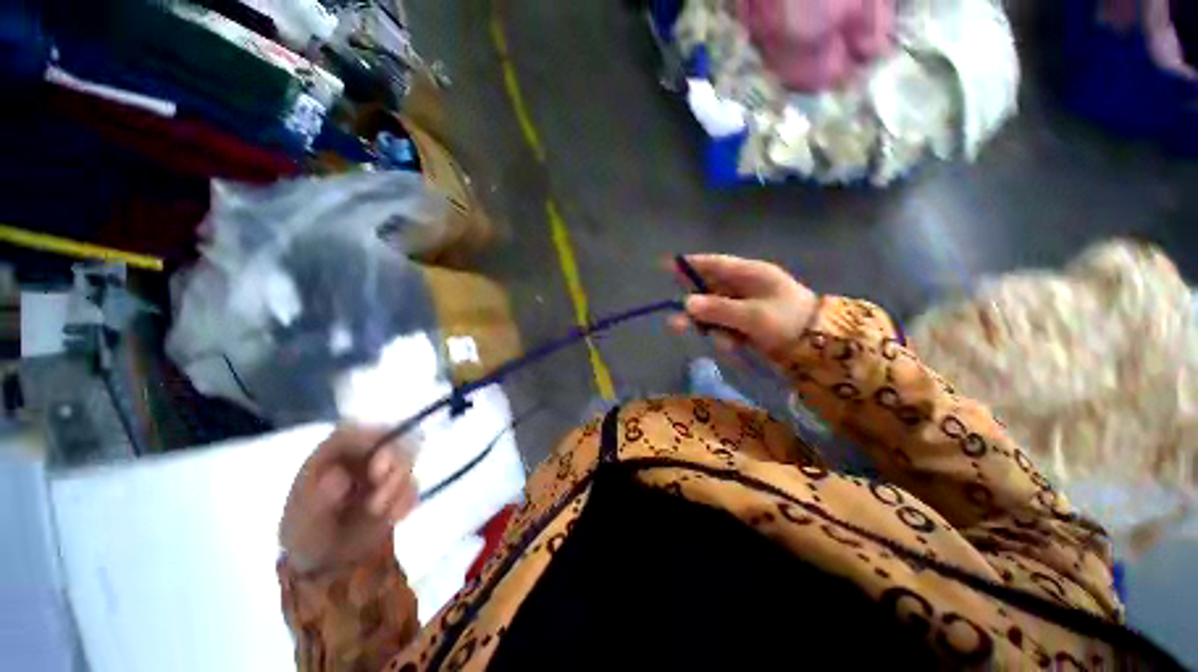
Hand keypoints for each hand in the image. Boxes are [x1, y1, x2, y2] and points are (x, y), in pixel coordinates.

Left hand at [280, 426, 418, 574]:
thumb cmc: (307, 535)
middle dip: (394, 458)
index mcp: (332, 453)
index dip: (370, 437)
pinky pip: (414, 484)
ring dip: (399, 482)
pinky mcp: (400, 486)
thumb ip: (317, 500)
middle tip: (382, 481)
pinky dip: (408, 499)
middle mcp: (361, 454)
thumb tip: (337, 476)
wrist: (327, 563)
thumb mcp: (301, 523)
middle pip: (390, 437)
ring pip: (408, 457)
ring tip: (380, 511)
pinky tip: (395, 517)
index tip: (378, 460)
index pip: (353, 430)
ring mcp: (384, 469)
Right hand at [669, 254, 818, 355]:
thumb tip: (686, 303)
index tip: (666, 265)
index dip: (689, 265)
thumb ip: (718, 309)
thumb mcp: (753, 315)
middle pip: (707, 291)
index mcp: (749, 274)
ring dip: (713, 330)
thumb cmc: (789, 322)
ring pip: (713, 313)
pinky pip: (724, 327)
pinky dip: (725, 339)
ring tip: (725, 345)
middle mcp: (743, 287)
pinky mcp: (744, 323)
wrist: (821, 346)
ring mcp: (743, 306)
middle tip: (676, 325)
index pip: (713, 264)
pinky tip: (735, 348)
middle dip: (694, 309)